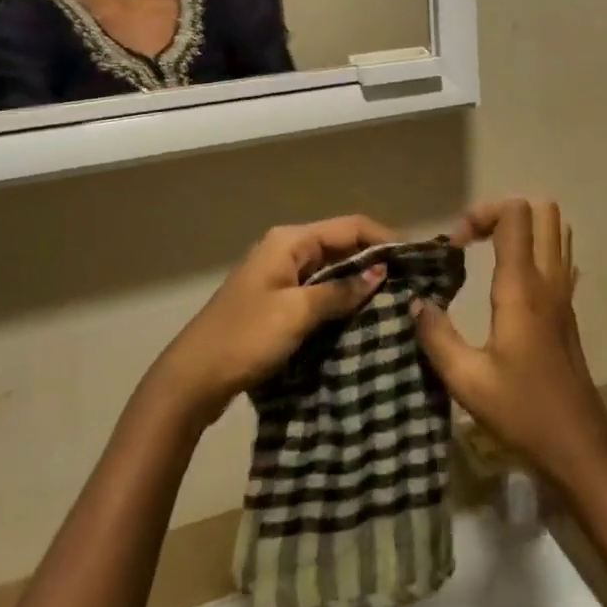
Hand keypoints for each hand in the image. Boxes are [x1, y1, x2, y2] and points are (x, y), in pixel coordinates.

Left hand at [148, 215, 394, 429]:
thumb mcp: (297, 313)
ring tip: (395, 298)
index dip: (384, 238)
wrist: (192, 380)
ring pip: (331, 269)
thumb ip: (340, 291)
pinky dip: (341, 297)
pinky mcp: (278, 301)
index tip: (415, 258)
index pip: (350, 226)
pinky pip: (319, 289)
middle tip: (411, 281)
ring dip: (359, 281)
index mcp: (289, 241)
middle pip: (341, 245)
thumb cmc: (246, 338)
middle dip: (375, 259)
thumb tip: (381, 273)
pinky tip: (362, 314)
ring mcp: (280, 276)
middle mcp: (286, 249)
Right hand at [411, 199, 606, 484]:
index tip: (454, 246)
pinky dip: (537, 251)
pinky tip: (514, 280)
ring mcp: (564, 292)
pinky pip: (560, 257)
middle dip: (503, 213)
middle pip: (542, 210)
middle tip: (473, 241)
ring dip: (523, 229)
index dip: (481, 214)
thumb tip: (416, 303)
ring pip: (556, 230)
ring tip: (489, 254)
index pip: (514, 215)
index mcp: (521, 287)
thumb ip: (436, 336)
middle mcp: (548, 279)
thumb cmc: (521, 410)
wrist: (578, 443)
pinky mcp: (568, 308)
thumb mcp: (466, 380)